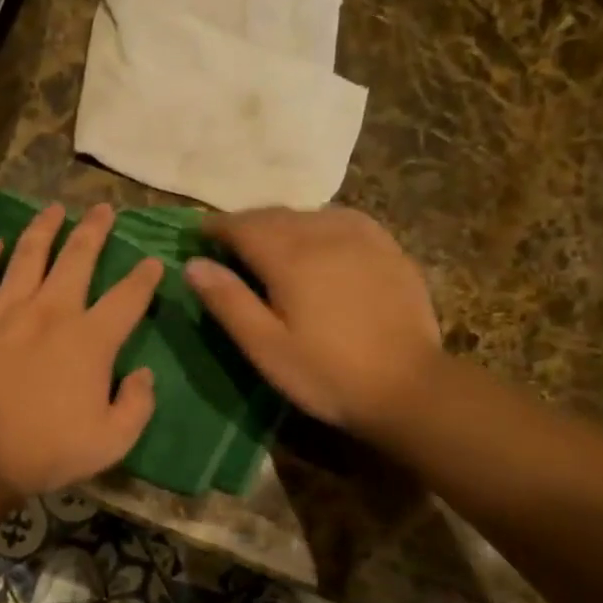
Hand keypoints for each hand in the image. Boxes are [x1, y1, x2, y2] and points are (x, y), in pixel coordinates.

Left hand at [0, 202, 163, 496]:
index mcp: (90, 338)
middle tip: (104, 208)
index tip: (154, 262)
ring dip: (44, 227)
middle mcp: (52, 309)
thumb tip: (142, 374)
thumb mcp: (111, 442)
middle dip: (95, 229)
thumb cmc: (45, 449)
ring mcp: (7, 307)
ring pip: (29, 252)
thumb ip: (137, 405)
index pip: (128, 297)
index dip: (145, 277)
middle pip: (78, 256)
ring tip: (54, 208)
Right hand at [183, 207, 440, 440]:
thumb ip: (228, 301)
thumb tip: (192, 263)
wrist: (410, 387)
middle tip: (229, 242)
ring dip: (282, 223)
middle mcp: (323, 233)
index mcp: (289, 256)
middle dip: (246, 224)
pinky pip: (342, 220)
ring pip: (308, 214)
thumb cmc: (327, 373)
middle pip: (274, 215)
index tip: (198, 234)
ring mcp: (361, 237)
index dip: (216, 227)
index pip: (242, 225)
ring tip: (271, 243)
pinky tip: (319, 242)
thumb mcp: (266, 347)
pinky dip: (318, 224)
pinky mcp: (388, 248)